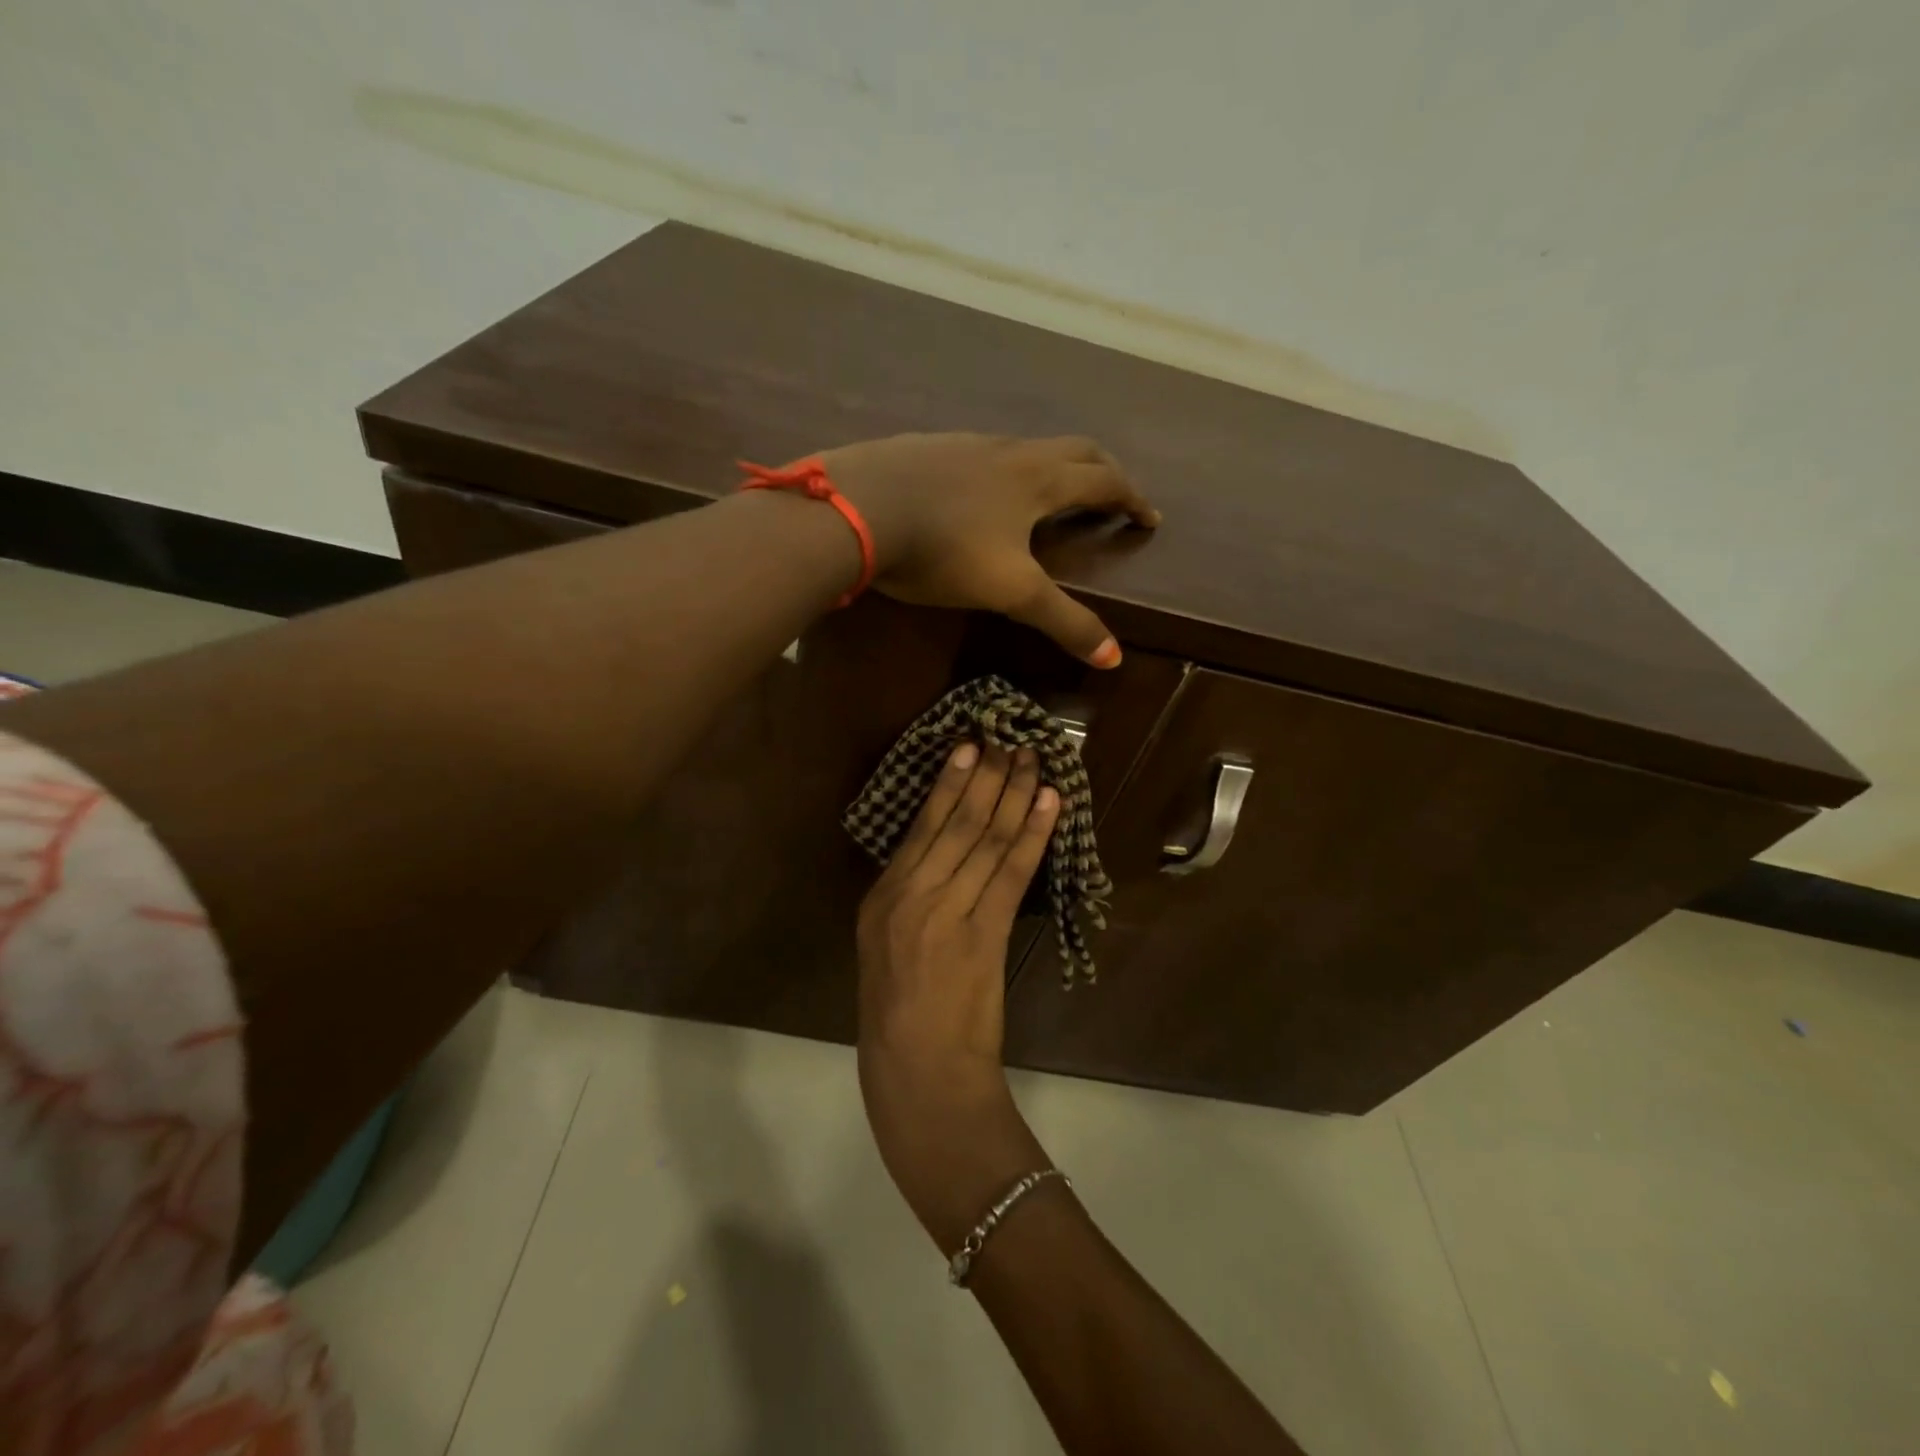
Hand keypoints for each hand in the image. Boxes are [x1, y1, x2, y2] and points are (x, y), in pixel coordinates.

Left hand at [821, 433, 1158, 667]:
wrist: (857, 509)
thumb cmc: (944, 549)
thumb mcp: (1010, 592)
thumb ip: (1062, 621)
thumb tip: (1114, 657)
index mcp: (1039, 481)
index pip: (1104, 481)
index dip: (1132, 499)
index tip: (1149, 518)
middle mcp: (1009, 452)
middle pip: (1074, 449)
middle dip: (1102, 472)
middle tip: (1113, 495)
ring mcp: (965, 444)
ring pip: (1024, 448)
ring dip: (1051, 467)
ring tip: (1049, 496)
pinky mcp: (926, 448)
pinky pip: (980, 454)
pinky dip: (1001, 471)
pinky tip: (978, 495)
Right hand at [855, 740, 1059, 1246]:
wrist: (919, 1082)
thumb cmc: (894, 1022)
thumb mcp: (884, 953)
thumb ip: (909, 903)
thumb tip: (943, 857)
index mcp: (881, 901)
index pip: (921, 828)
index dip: (949, 783)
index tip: (969, 747)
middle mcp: (910, 898)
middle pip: (956, 824)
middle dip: (986, 777)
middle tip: (1008, 739)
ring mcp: (947, 915)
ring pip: (984, 840)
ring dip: (1013, 795)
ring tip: (1033, 759)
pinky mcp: (983, 937)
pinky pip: (1011, 873)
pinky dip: (1032, 834)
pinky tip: (1048, 803)